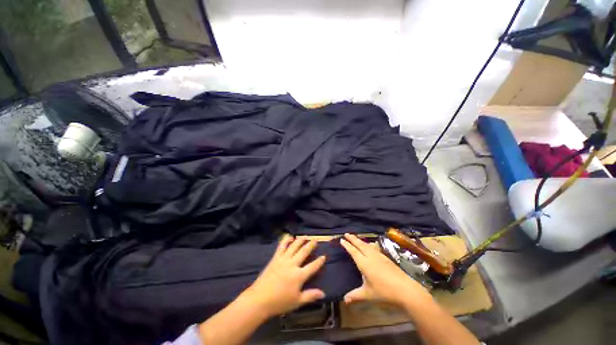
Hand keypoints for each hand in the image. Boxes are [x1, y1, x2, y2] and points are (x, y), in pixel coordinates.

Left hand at [240, 235, 325, 317]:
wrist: (259, 299)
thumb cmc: (279, 302)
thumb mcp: (297, 302)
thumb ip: (310, 296)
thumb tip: (323, 294)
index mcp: (299, 275)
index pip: (313, 266)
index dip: (319, 261)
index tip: (324, 256)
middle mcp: (292, 264)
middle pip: (304, 251)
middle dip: (311, 245)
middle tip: (315, 240)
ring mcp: (283, 259)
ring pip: (294, 246)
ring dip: (300, 240)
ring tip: (305, 236)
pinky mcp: (275, 258)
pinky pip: (281, 246)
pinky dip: (286, 240)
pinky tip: (290, 236)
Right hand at [340, 233, 431, 305]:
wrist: (406, 289)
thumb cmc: (384, 292)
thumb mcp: (368, 294)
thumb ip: (355, 295)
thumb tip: (344, 300)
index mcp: (364, 263)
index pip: (353, 251)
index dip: (347, 245)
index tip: (341, 239)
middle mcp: (371, 256)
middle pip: (360, 244)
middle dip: (352, 238)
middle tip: (346, 233)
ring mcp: (379, 256)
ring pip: (367, 245)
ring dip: (360, 240)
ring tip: (356, 238)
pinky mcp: (386, 258)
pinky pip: (374, 248)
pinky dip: (368, 244)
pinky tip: (370, 246)